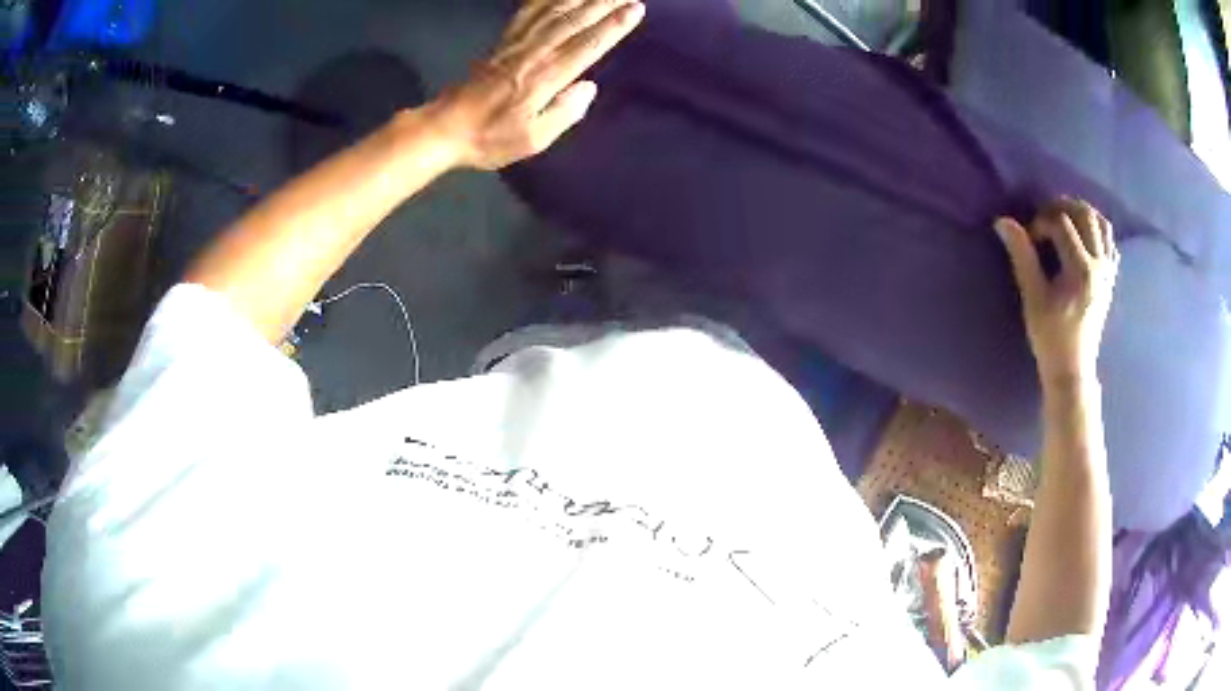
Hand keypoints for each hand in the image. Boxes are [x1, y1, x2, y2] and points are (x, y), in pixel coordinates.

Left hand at [430, 0, 645, 170]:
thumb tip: (589, 87)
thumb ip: (564, 113)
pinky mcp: (502, 43)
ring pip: (552, 12)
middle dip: (603, 4)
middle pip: (573, 21)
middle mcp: (532, 54)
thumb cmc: (489, 139)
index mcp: (543, 79)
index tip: (635, 9)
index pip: (586, 46)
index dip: (612, 27)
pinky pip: (527, 13)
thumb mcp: (531, 140)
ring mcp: (514, 45)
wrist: (444, 128)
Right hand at [996, 198, 1119, 387]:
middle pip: (1085, 214)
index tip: (1028, 238)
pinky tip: (1082, 239)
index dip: (1040, 222)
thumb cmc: (1050, 336)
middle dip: (1062, 207)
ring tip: (1064, 221)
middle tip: (1044, 217)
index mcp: (1081, 269)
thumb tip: (1003, 222)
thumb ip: (1021, 256)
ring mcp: (1109, 272)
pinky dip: (1097, 231)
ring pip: (1101, 223)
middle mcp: (1100, 265)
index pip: (1061, 224)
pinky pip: (1110, 242)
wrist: (1073, 368)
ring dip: (1082, 213)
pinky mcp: (1111, 279)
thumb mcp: (1032, 297)